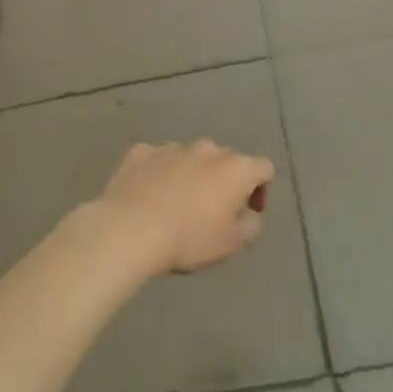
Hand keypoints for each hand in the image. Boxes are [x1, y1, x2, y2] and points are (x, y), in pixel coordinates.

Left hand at [88, 140, 274, 275]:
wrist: (129, 230)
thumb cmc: (188, 239)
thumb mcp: (231, 243)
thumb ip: (251, 225)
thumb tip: (249, 215)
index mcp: (235, 168)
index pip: (263, 168)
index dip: (262, 189)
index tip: (249, 212)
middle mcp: (206, 149)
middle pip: (226, 160)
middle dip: (225, 181)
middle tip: (213, 212)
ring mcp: (172, 147)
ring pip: (191, 158)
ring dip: (192, 175)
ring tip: (177, 205)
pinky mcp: (141, 152)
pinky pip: (158, 160)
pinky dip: (160, 173)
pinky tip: (150, 195)